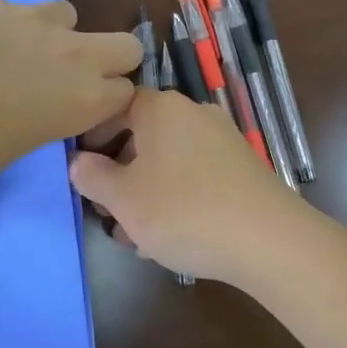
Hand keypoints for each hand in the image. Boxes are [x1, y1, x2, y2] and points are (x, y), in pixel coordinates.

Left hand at [0, 0, 141, 225]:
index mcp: (84, 100)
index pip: (126, 93)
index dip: (108, 103)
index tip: (85, 113)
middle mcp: (72, 55)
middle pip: (125, 45)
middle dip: (106, 59)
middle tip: (70, 77)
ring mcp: (34, 20)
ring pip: (68, 14)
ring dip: (54, 33)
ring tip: (18, 53)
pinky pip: (12, 7)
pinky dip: (1, 23)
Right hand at [69, 88, 306, 282]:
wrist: (268, 241)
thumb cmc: (183, 212)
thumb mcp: (124, 200)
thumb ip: (93, 177)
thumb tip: (78, 163)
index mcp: (162, 109)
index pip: (116, 107)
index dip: (93, 136)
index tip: (81, 168)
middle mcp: (194, 114)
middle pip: (143, 136)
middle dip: (120, 174)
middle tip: (105, 210)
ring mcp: (222, 141)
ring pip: (168, 162)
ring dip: (146, 193)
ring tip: (135, 236)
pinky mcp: (242, 169)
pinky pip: (195, 176)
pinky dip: (176, 198)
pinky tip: (171, 237)